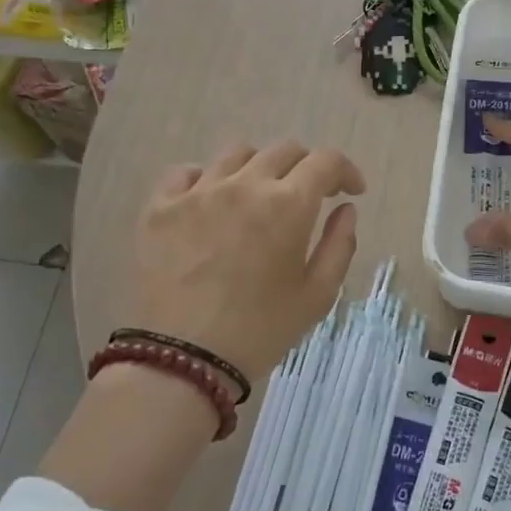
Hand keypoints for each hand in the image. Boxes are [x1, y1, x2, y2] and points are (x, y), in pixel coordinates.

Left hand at [127, 141, 365, 380]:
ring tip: (258, 196)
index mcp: (288, 205)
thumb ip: (339, 245)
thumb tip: (345, 209)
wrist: (182, 360)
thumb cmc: (260, 330)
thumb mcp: (317, 296)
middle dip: (306, 168)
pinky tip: (210, 201)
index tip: (351, 191)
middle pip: (284, 151)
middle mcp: (244, 184)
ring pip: (236, 154)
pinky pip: (185, 172)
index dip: (346, 170)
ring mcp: (197, 192)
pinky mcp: (159, 207)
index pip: (326, 161)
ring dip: (259, 167)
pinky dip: (206, 178)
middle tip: (308, 196)